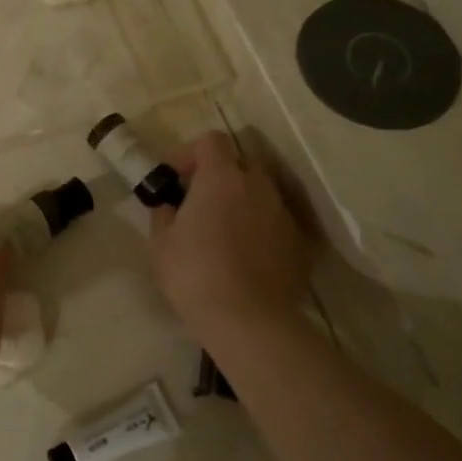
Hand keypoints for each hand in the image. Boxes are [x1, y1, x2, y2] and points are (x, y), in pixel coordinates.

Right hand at [149, 132, 311, 343]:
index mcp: (222, 177)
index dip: (190, 153)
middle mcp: (258, 186)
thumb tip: (170, 205)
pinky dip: (260, 230)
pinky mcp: (300, 243)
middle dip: (219, 176)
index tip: (176, 178)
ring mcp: (283, 214)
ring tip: (224, 233)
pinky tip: (247, 258)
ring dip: (242, 203)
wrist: (248, 321)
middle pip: (240, 163)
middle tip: (199, 204)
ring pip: (261, 194)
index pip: (211, 140)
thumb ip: (165, 213)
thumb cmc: (194, 274)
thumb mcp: (161, 243)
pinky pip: (276, 223)